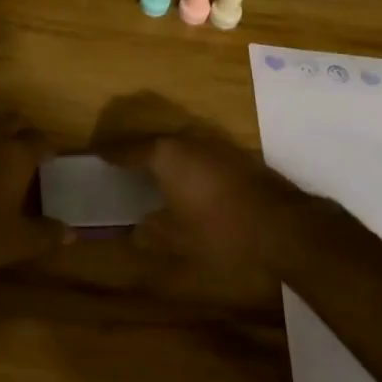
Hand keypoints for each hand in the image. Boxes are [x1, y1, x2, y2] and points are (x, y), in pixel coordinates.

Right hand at [96, 113, 313, 273]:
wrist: (285, 227)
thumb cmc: (222, 233)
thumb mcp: (179, 240)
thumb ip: (152, 232)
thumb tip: (135, 231)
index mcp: (166, 155)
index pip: (128, 149)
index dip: (111, 154)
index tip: (95, 154)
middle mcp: (188, 140)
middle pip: (154, 142)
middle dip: (137, 152)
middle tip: (121, 164)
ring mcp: (216, 145)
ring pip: (180, 146)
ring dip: (165, 158)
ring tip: (152, 174)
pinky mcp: (237, 156)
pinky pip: (200, 155)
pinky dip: (188, 166)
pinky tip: (188, 183)